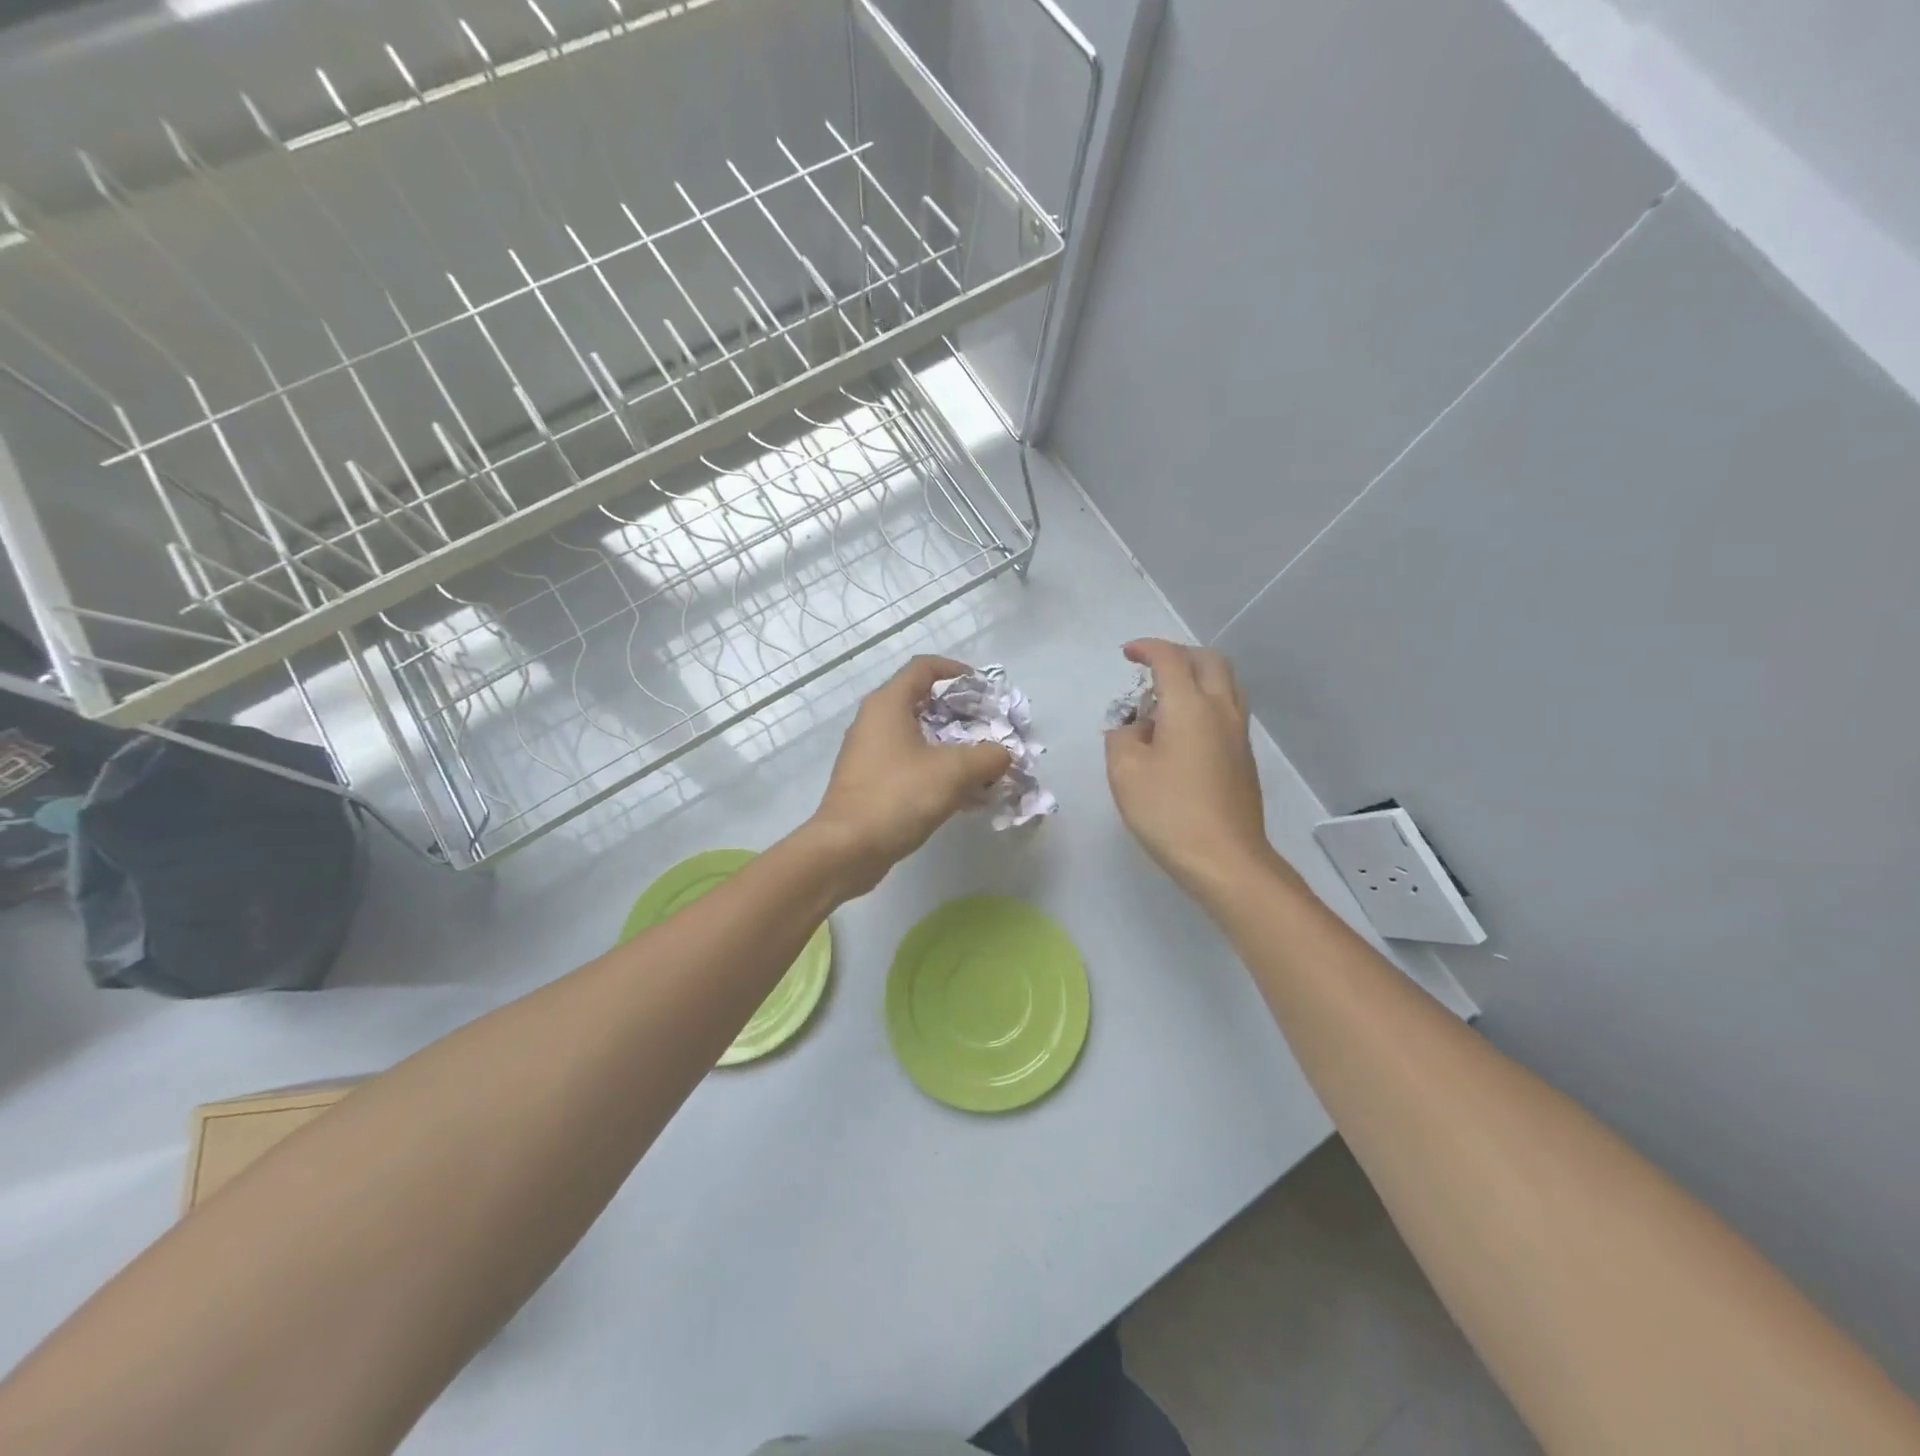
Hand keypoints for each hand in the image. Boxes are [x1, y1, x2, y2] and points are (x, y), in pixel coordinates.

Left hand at [807, 655, 1011, 897]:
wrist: (847, 849)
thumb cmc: (898, 796)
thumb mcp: (954, 771)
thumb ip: (988, 756)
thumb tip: (1003, 755)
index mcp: (888, 704)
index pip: (924, 667)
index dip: (956, 671)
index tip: (984, 688)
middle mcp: (874, 722)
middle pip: (923, 702)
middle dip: (960, 714)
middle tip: (990, 729)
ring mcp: (869, 754)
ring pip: (918, 738)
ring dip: (952, 747)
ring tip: (984, 765)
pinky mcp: (870, 783)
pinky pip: (910, 766)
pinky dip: (937, 771)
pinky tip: (965, 795)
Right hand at [1105, 640, 1283, 901]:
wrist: (1225, 859)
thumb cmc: (1168, 811)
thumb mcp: (1125, 771)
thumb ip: (1122, 736)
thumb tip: (1136, 727)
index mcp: (1189, 705)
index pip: (1170, 658)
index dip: (1147, 648)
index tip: (1127, 654)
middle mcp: (1220, 709)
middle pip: (1209, 660)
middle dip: (1178, 655)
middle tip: (1150, 671)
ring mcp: (1238, 733)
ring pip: (1225, 683)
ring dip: (1196, 677)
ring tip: (1165, 699)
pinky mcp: (1244, 757)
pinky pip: (1227, 709)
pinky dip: (1205, 701)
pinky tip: (1182, 731)